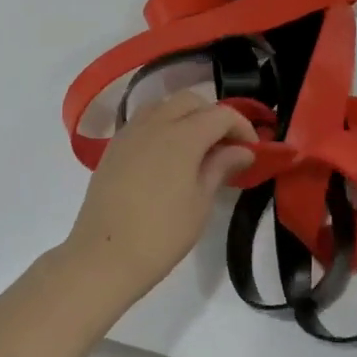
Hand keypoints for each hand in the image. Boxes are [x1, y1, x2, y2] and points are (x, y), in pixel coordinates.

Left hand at [64, 91, 255, 306]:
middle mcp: (156, 123)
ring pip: (164, 105)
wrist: (103, 255)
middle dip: (213, 116)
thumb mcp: (201, 202)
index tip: (252, 150)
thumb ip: (221, 167)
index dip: (242, 127)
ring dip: (185, 116)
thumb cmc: (162, 234)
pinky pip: (143, 121)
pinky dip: (161, 125)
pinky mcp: (113, 146)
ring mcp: (130, 132)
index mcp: (183, 135)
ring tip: (195, 147)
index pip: (221, 114)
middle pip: (191, 101)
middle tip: (225, 146)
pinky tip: (166, 155)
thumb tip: (243, 150)